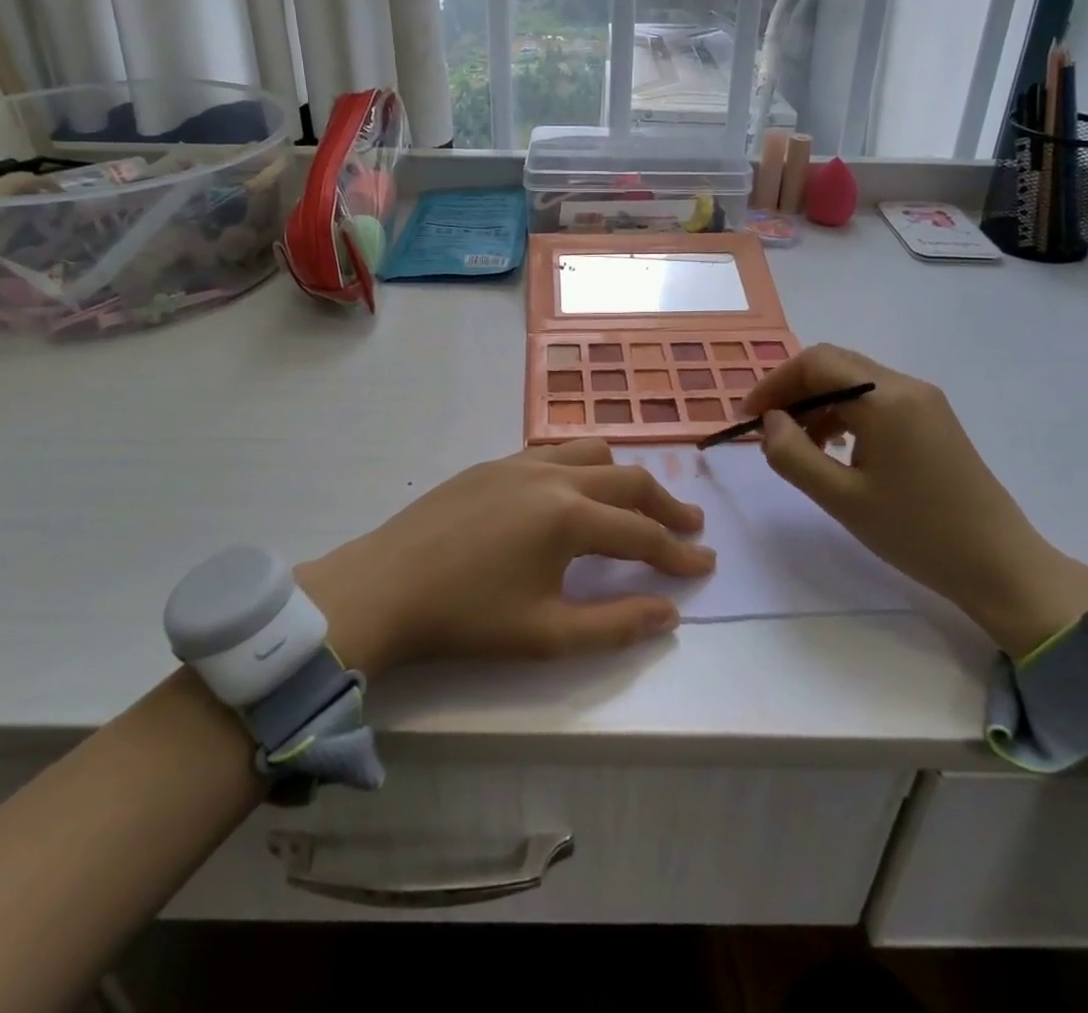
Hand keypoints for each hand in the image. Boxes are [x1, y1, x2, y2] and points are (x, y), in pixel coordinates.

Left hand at [294, 440, 712, 675]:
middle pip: (627, 480)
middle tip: (689, 526)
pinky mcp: (491, 464)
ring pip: (590, 452)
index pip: (641, 533)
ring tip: (635, 503)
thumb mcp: (546, 636)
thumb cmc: (465, 619)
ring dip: (622, 476)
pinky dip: (581, 466)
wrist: (382, 589)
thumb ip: (615, 624)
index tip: (706, 564)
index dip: (678, 553)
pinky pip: (552, 452)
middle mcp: (552, 476)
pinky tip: (572, 492)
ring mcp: (518, 463)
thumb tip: (668, 611)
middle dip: (665, 504)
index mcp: (568, 517)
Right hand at [739, 344, 1087, 655]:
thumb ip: (794, 455)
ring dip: (817, 404)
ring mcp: (924, 401)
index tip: (747, 417)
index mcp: (885, 398)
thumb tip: (769, 422)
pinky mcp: (932, 419)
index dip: (774, 383)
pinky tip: (836, 450)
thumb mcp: (842, 499)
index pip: (815, 363)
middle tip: (766, 429)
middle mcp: (906, 386)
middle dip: (793, 392)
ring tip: (798, 446)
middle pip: (835, 366)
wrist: (1000, 565)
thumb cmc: (917, 533)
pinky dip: (844, 415)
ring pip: (854, 382)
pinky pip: (875, 400)